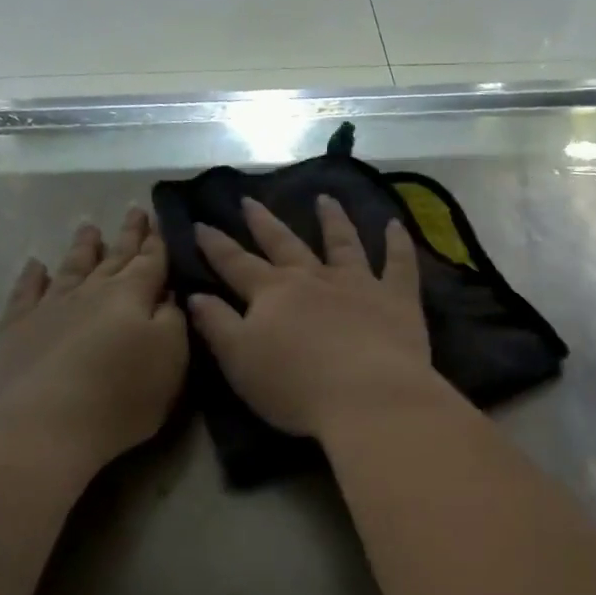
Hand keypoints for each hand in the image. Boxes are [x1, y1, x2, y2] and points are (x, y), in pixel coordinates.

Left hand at [0, 207, 187, 462]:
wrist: (47, 424)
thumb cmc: (123, 395)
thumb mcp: (172, 359)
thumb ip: (174, 320)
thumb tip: (169, 293)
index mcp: (132, 296)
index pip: (150, 262)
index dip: (157, 243)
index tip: (159, 220)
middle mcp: (91, 292)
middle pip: (113, 259)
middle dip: (127, 236)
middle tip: (134, 211)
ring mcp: (50, 308)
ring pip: (71, 268)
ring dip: (83, 248)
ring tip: (89, 228)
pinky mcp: (17, 329)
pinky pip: (26, 293)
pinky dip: (32, 277)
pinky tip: (35, 265)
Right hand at [188, 196, 445, 438]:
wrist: (368, 396)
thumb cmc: (296, 387)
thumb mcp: (240, 361)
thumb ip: (217, 326)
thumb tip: (196, 296)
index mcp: (273, 294)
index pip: (237, 264)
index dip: (217, 246)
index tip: (202, 224)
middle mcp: (314, 279)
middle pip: (285, 244)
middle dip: (265, 223)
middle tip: (251, 200)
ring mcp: (359, 284)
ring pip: (343, 243)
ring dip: (333, 220)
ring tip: (325, 199)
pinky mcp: (398, 298)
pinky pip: (399, 263)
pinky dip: (398, 242)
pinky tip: (395, 224)